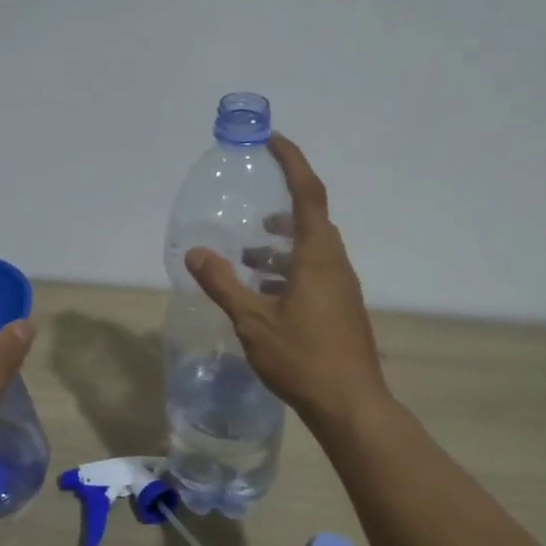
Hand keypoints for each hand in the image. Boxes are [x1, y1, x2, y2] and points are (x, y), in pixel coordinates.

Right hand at [184, 134, 388, 426]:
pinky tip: (265, 294)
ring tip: (248, 258)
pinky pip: (315, 274)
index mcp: (318, 256)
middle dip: (282, 209)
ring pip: (312, 252)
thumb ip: (223, 283)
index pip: (308, 194)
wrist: (350, 405)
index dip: (292, 162)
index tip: (273, 140)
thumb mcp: (253, 320)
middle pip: (312, 222)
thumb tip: (196, 252)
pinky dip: (289, 271)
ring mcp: (342, 289)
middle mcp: (336, 264)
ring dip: (282, 247)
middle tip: (251, 211)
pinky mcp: (341, 310)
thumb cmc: (302, 357)